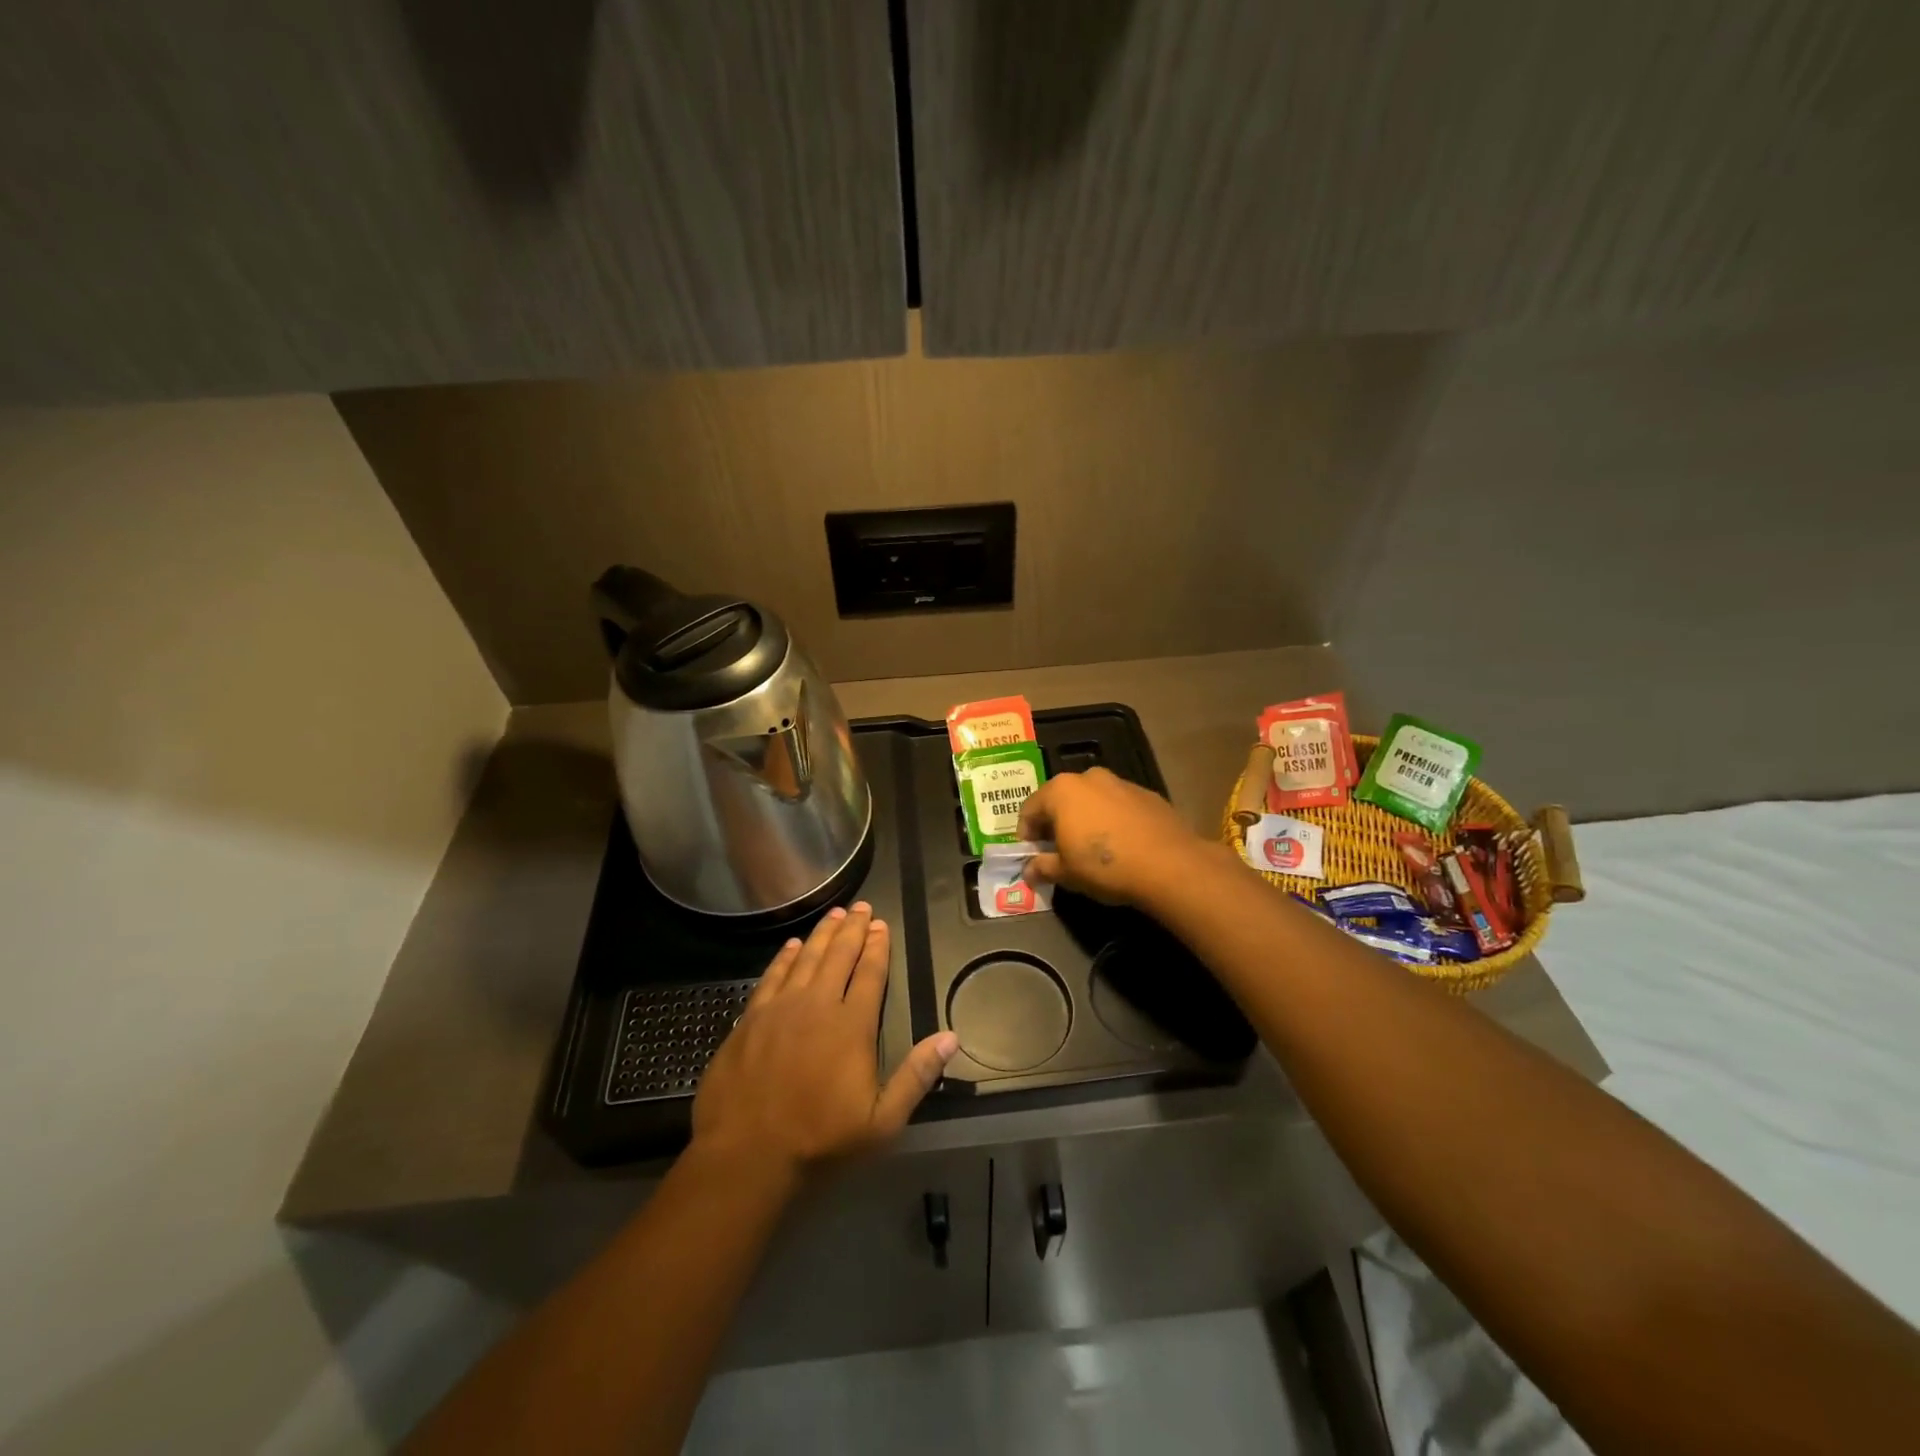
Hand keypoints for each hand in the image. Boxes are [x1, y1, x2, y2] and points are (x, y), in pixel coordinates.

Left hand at [692, 902, 958, 1176]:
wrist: (745, 1156)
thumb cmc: (819, 1141)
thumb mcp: (881, 1121)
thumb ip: (916, 1076)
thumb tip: (951, 1037)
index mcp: (851, 1026)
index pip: (870, 974)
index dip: (877, 947)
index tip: (881, 924)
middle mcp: (817, 1005)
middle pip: (838, 956)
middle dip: (852, 929)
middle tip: (861, 906)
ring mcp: (780, 1009)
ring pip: (806, 958)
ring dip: (822, 934)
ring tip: (834, 914)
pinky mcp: (750, 1018)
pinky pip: (772, 976)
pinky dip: (786, 957)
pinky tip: (793, 945)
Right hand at [1016, 766, 1208, 905]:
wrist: (1169, 865)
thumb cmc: (1105, 866)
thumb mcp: (1067, 873)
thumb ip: (1043, 867)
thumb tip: (1028, 872)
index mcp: (1061, 791)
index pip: (1029, 809)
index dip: (1026, 834)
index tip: (1031, 855)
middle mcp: (1088, 777)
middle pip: (1060, 799)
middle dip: (1055, 823)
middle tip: (1058, 851)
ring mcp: (1120, 782)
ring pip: (1091, 800)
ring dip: (1084, 819)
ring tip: (1091, 848)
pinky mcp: (1147, 794)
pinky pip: (1117, 805)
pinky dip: (1111, 820)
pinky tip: (1120, 844)